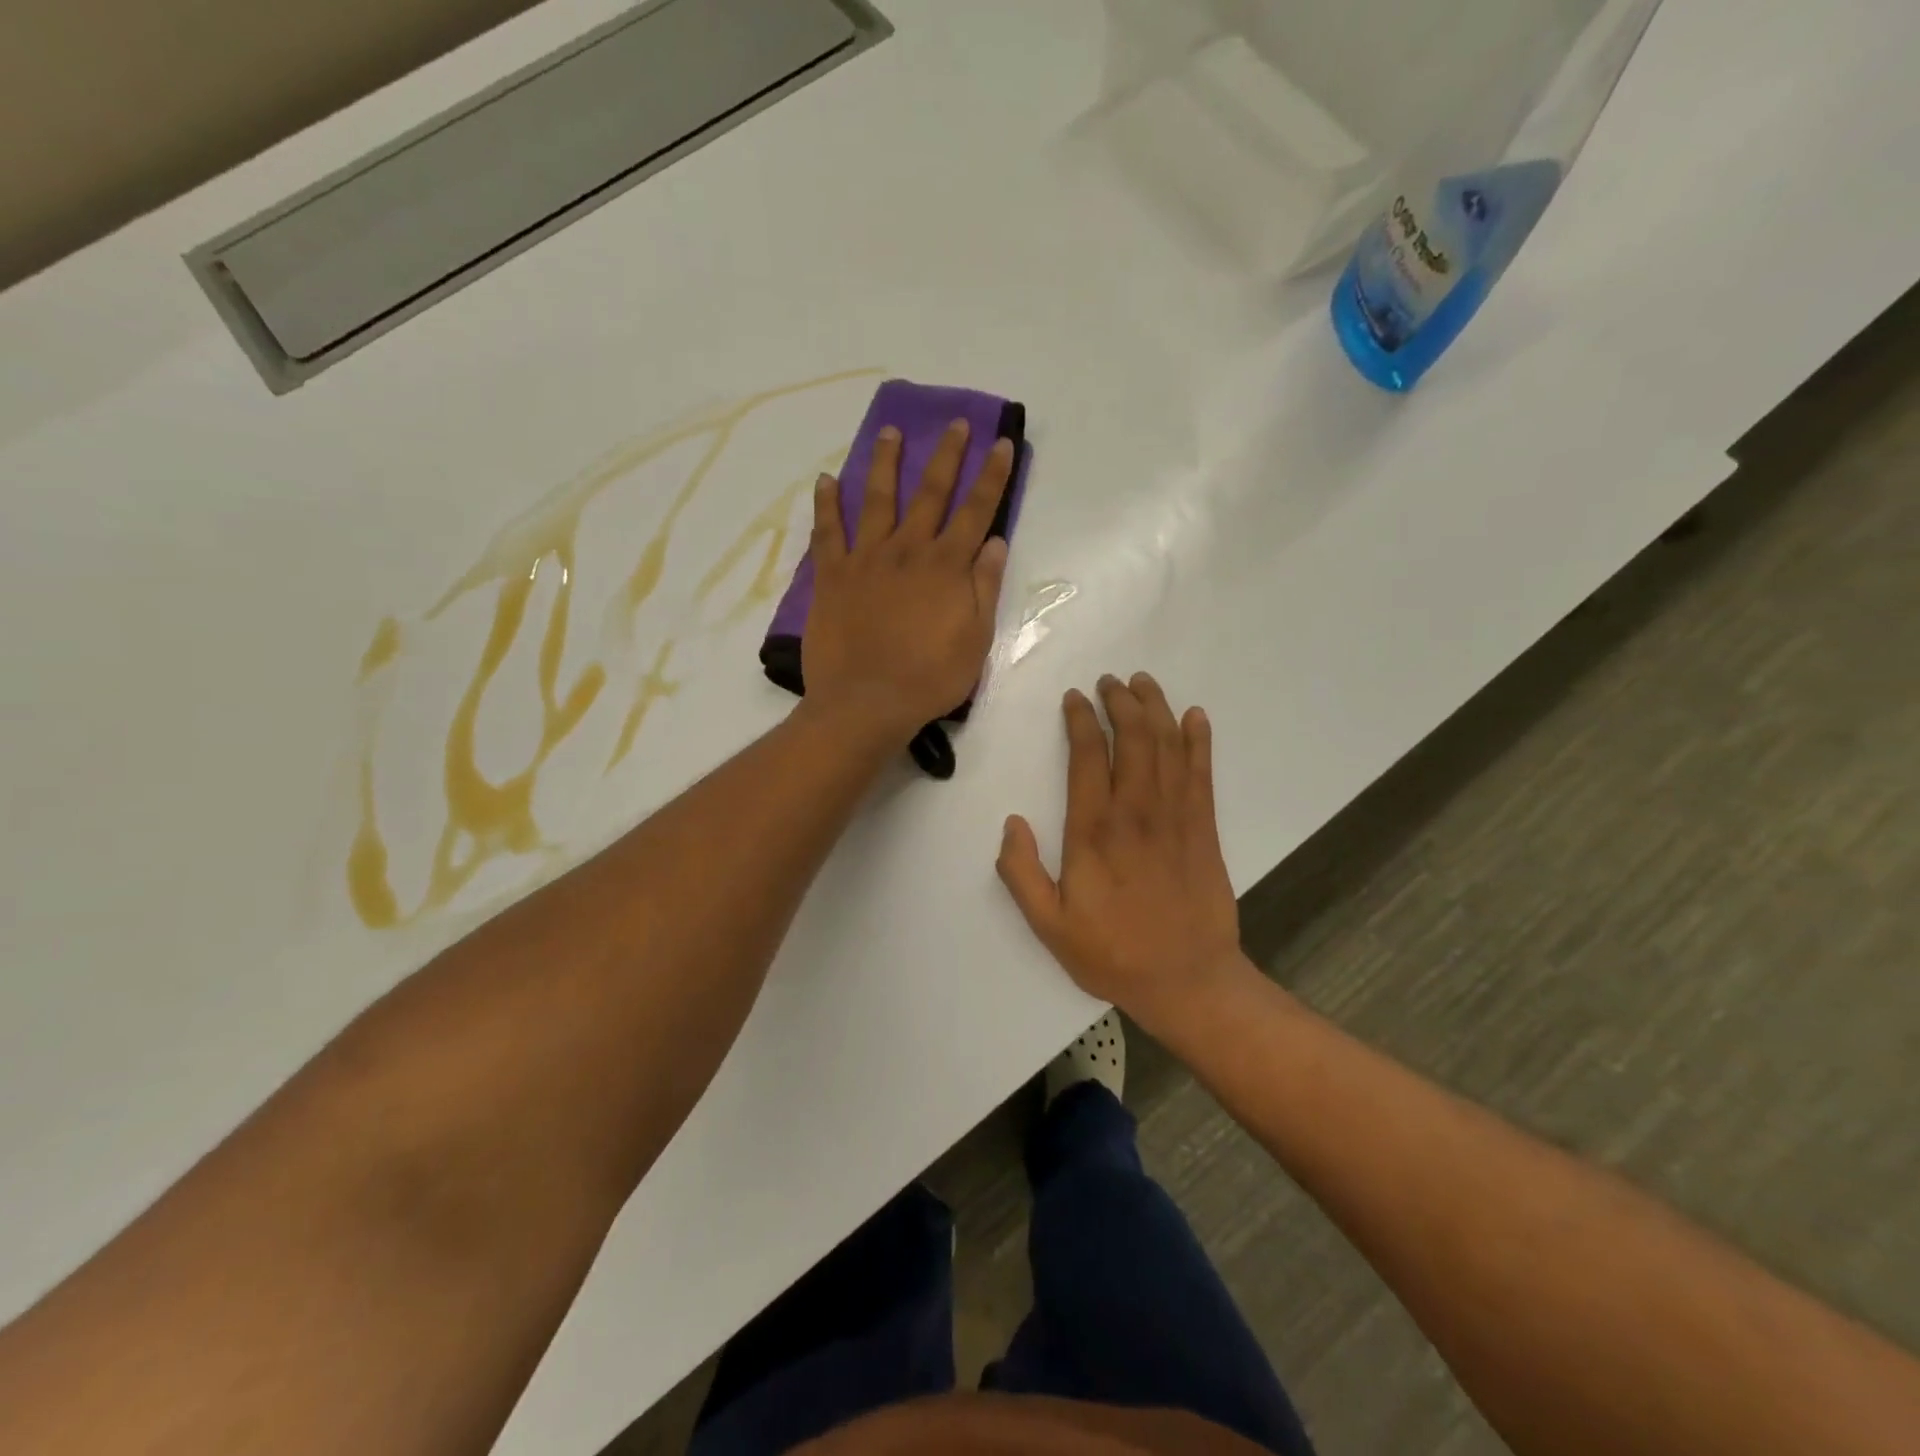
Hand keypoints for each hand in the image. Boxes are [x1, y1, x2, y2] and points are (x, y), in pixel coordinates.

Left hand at [802, 419, 1013, 745]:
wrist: (867, 702)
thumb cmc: (930, 678)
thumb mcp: (975, 639)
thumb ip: (984, 587)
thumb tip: (996, 542)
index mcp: (947, 567)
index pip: (976, 511)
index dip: (992, 476)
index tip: (1001, 443)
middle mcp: (908, 551)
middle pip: (930, 493)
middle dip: (946, 455)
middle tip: (953, 423)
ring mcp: (866, 559)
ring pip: (876, 499)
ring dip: (884, 463)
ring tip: (889, 432)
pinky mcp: (831, 576)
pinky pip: (827, 532)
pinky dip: (826, 504)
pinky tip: (825, 480)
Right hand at [997, 673, 1248, 1036]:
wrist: (1187, 981)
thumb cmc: (1112, 953)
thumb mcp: (1048, 925)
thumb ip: (1021, 873)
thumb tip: (1012, 823)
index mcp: (1094, 832)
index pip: (1088, 757)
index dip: (1081, 720)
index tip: (1075, 698)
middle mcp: (1136, 813)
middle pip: (1133, 739)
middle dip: (1121, 702)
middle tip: (1110, 681)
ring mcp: (1176, 817)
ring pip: (1167, 747)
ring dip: (1156, 709)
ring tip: (1143, 683)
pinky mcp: (1204, 829)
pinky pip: (1202, 773)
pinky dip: (1198, 740)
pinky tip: (1195, 717)